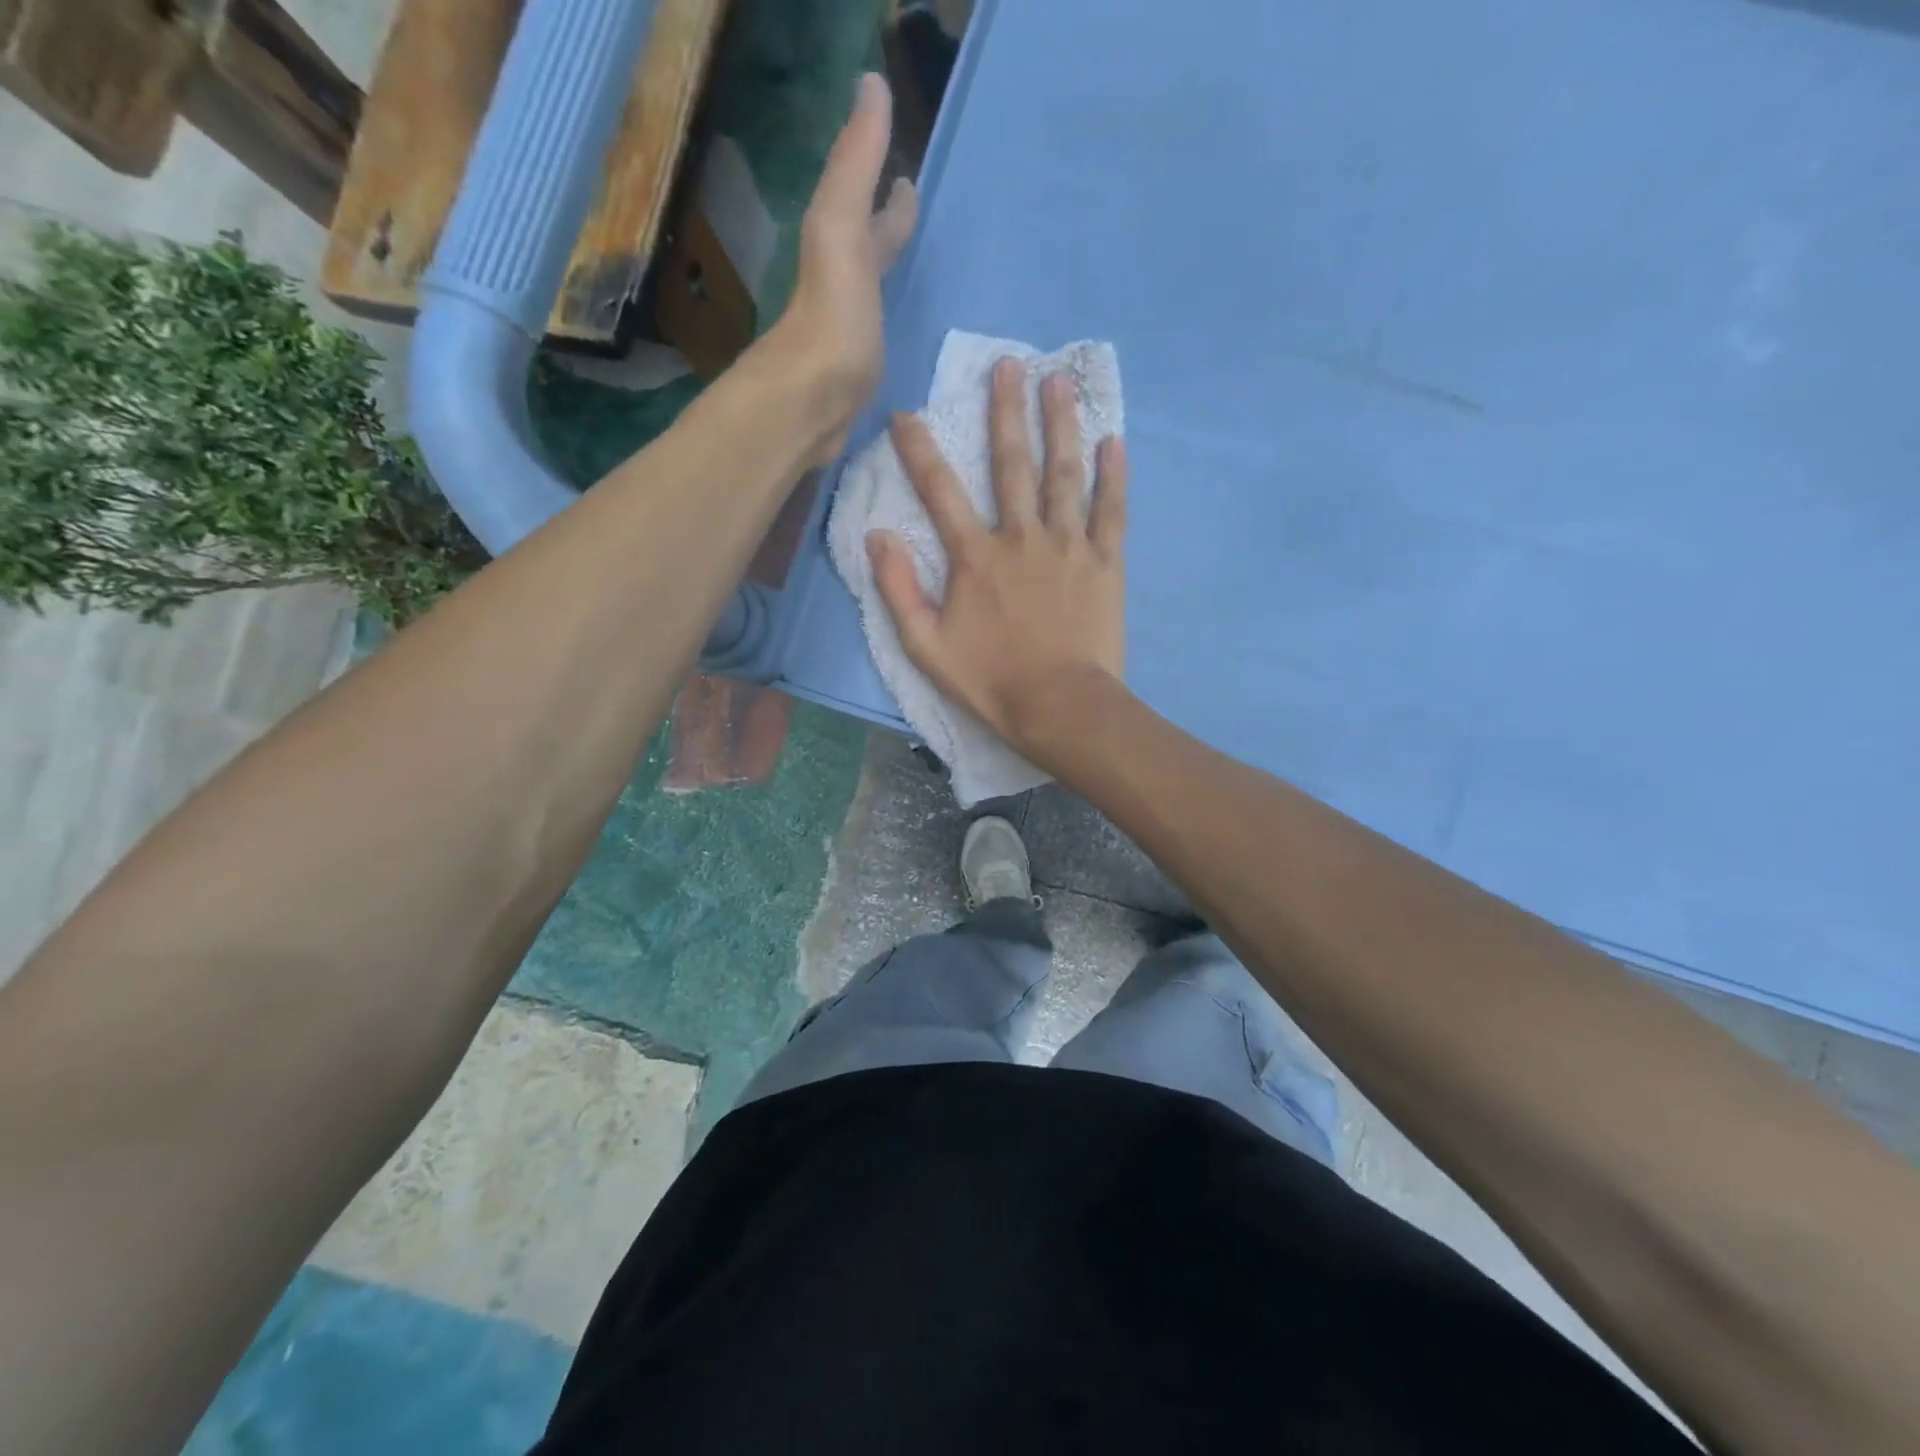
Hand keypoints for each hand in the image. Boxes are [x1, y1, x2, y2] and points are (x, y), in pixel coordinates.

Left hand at [765, 73, 918, 466]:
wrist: (809, 406)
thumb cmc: (831, 319)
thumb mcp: (841, 229)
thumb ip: (855, 165)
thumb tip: (871, 83)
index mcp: (842, 252)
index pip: (869, 210)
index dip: (888, 191)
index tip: (908, 176)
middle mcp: (843, 291)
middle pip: (868, 252)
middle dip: (889, 232)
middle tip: (916, 218)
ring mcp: (851, 339)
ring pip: (875, 298)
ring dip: (892, 282)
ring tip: (919, 278)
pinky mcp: (859, 382)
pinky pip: (883, 343)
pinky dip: (895, 333)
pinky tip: (906, 344)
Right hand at [868, 359, 1130, 764]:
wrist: (1060, 707)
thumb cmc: (990, 681)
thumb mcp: (925, 646)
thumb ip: (897, 589)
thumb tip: (876, 534)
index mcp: (975, 556)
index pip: (940, 490)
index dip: (919, 450)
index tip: (906, 414)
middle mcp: (1021, 537)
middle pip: (1011, 463)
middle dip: (1006, 411)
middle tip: (1009, 363)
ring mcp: (1068, 546)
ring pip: (1064, 474)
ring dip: (1061, 425)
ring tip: (1059, 382)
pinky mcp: (1106, 563)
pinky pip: (1112, 510)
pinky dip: (1113, 475)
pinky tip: (1114, 441)